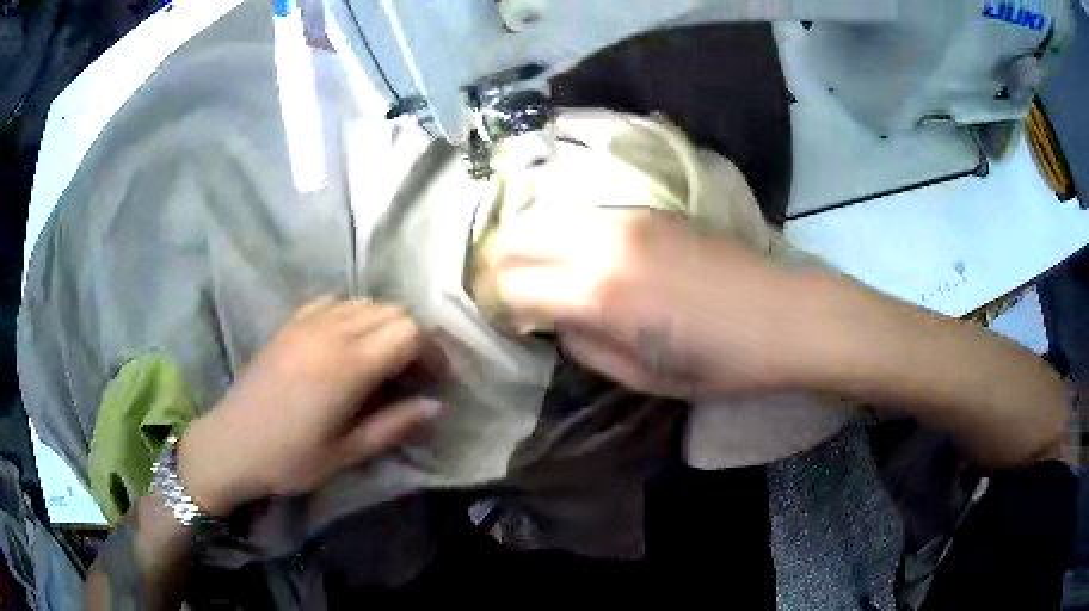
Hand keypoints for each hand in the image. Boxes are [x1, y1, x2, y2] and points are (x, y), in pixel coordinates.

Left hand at [177, 298, 441, 514]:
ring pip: (364, 303)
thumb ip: (394, 424)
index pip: (409, 333)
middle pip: (391, 311)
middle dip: (414, 337)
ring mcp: (307, 322)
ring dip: (384, 325)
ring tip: (383, 360)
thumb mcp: (347, 452)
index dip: (433, 352)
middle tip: (415, 373)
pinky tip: (347, 343)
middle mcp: (330, 332)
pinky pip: (334, 302)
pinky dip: (353, 315)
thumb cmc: (290, 458)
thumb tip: (436, 405)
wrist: (231, 444)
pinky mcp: (290, 323)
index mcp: (347, 366)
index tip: (439, 379)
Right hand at [475, 208, 818, 398]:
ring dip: (532, 245)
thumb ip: (587, 347)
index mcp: (599, 292)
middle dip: (500, 266)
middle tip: (511, 294)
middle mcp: (602, 241)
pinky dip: (567, 235)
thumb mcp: (645, 377)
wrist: (787, 315)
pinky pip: (585, 215)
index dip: (499, 304)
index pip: (512, 285)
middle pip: (518, 237)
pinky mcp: (649, 209)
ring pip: (548, 218)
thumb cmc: (721, 362)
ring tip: (544, 276)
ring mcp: (627, 217)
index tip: (506, 320)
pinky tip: (585, 259)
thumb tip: (558, 322)